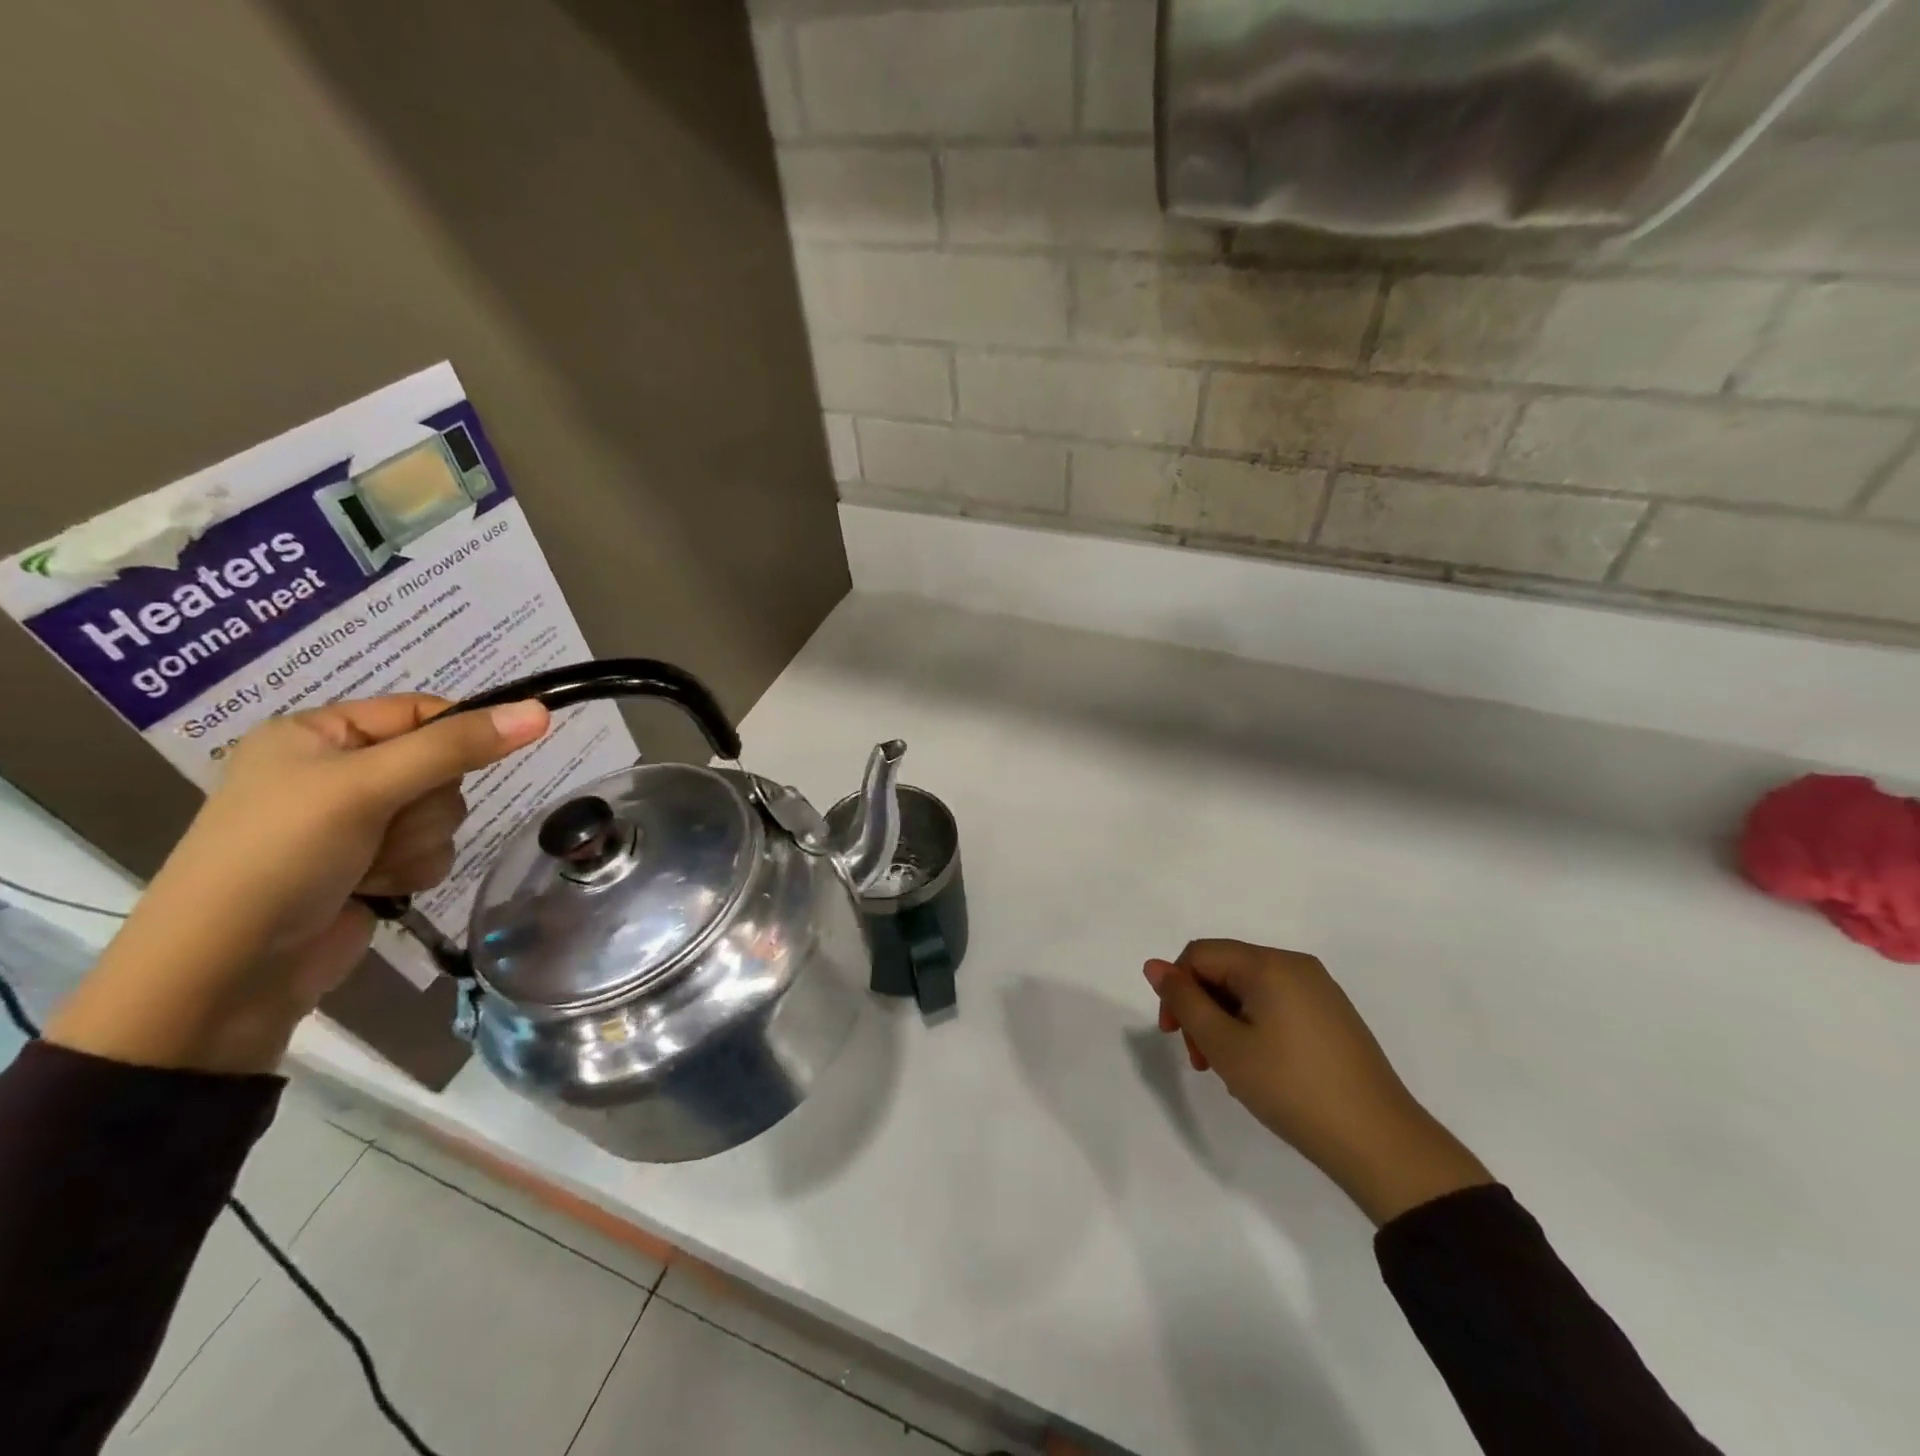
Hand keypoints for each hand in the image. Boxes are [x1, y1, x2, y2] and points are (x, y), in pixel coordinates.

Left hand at [48, 695, 549, 1073]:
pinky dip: (413, 870)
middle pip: (442, 767)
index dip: (460, 732)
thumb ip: (457, 748)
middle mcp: (339, 772)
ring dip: (418, 843)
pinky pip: (433, 851)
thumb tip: (540, 711)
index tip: (493, 750)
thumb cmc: (282, 856)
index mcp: (319, 734)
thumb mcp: (368, 787)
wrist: (228, 973)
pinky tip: (375, 888)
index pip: (422, 712)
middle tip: (382, 824)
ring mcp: (356, 823)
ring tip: (368, 866)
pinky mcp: (372, 865)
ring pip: (442, 814)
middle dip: (425, 805)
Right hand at [1145, 940, 1491, 1225]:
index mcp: (1269, 964)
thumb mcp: (1225, 1045)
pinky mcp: (1332, 1017)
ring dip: (1225, 1022)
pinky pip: (1276, 1006)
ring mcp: (1319, 991)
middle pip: (1225, 970)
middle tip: (1200, 1060)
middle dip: (1201, 1008)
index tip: (1173, 1035)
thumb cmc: (1291, 1088)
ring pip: (1249, 990)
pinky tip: (1259, 1069)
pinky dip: (1254, 1028)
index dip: (1176, 988)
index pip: (1200, 954)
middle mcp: (1296, 966)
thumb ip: (1184, 1000)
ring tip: (1229, 1071)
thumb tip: (1154, 965)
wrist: (1380, 1143)